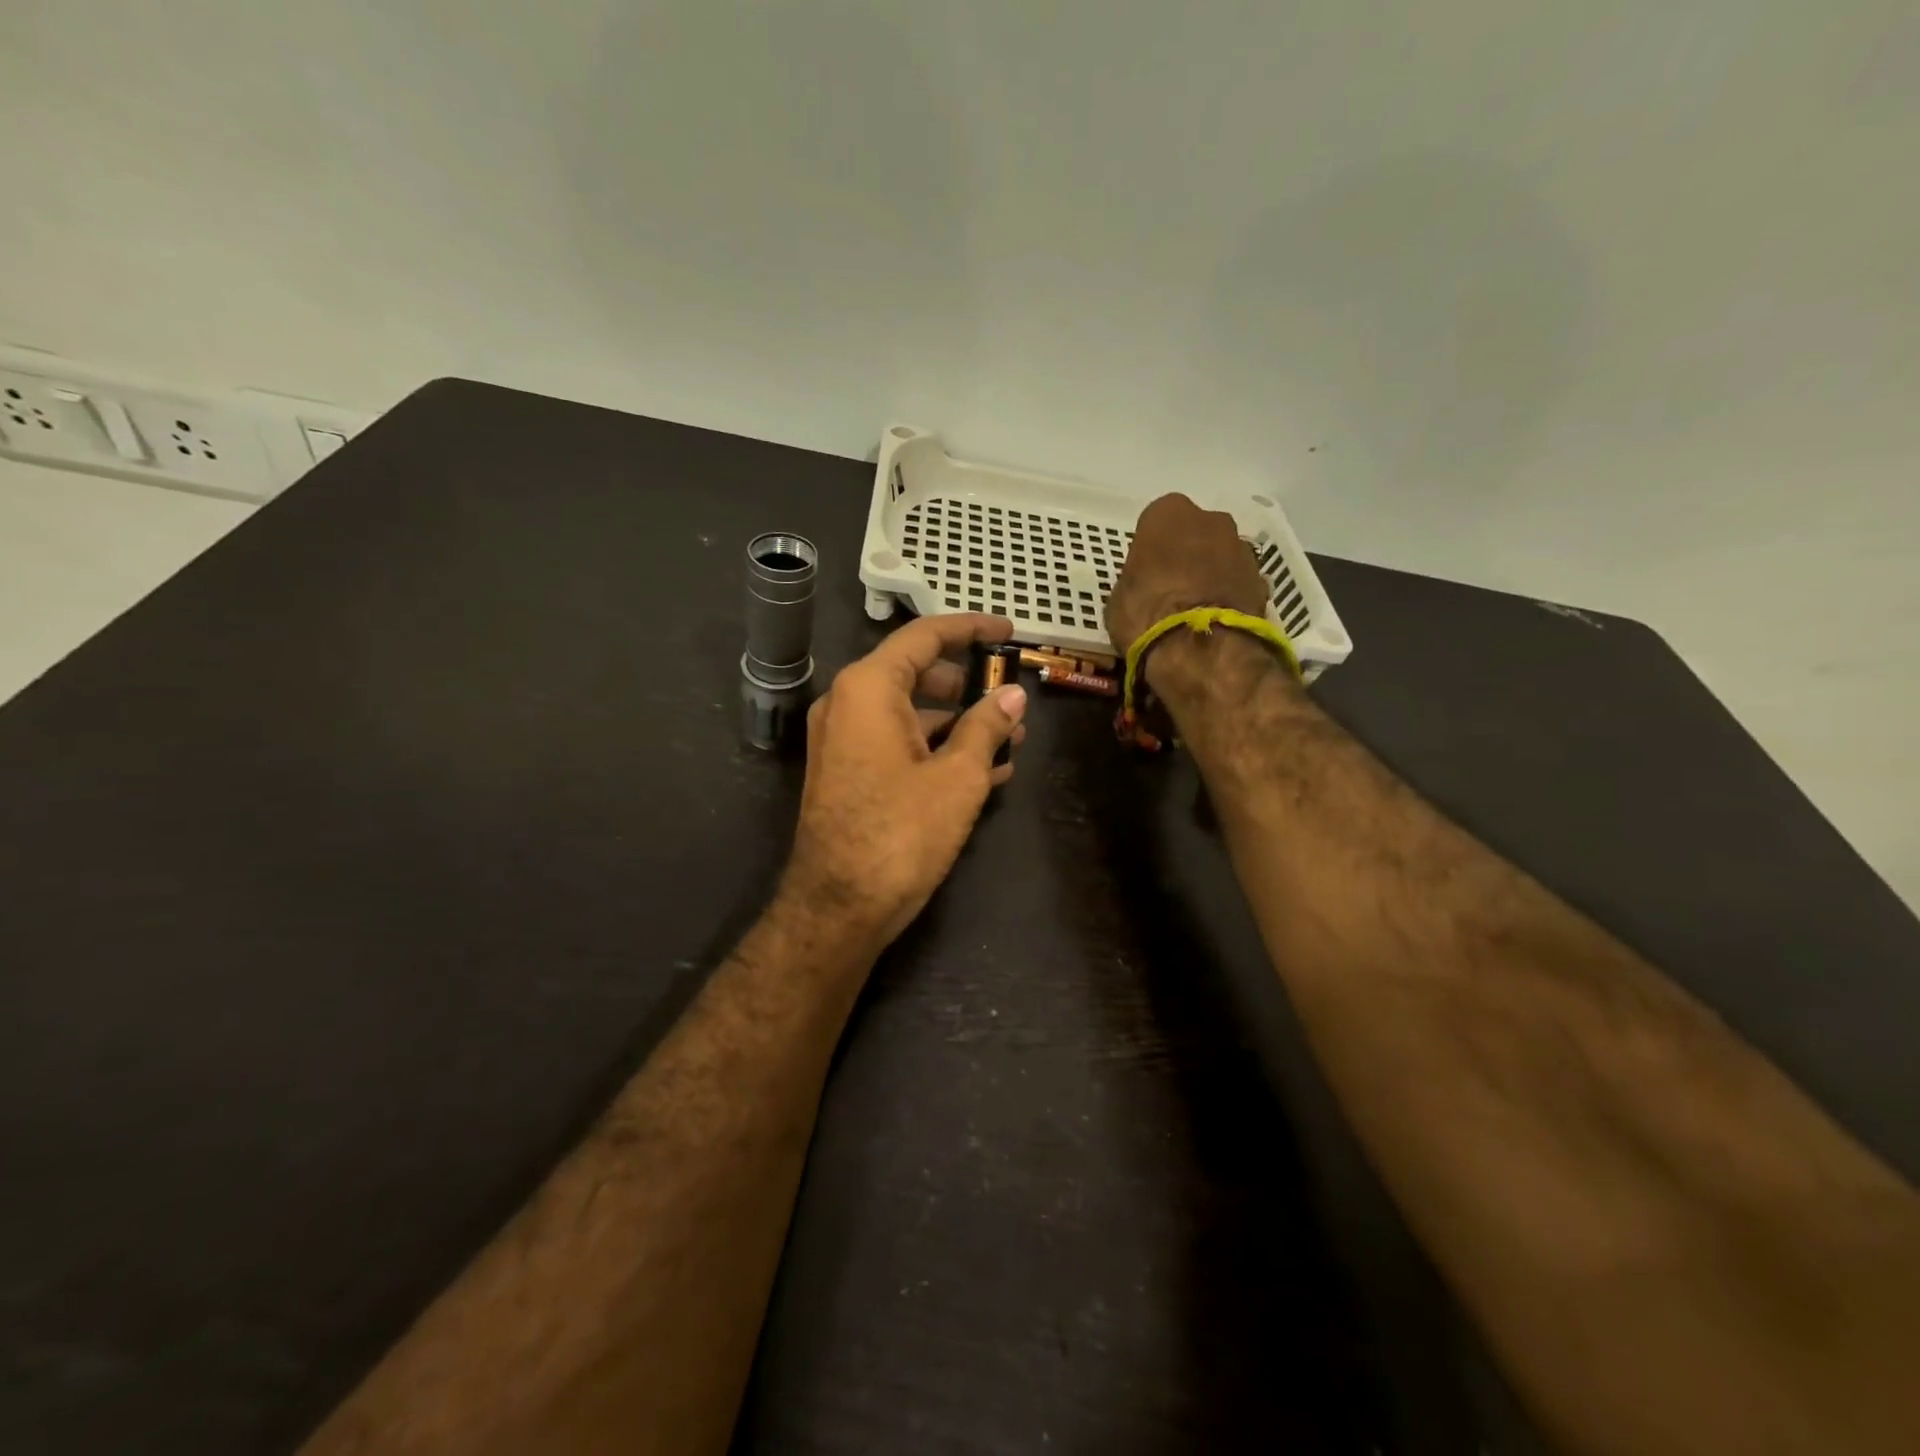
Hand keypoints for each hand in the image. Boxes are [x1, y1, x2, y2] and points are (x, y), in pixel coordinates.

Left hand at [781, 614, 1027, 954]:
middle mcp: (848, 703)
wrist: (838, 907)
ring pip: (910, 712)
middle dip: (969, 684)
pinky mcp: (847, 772)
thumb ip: (987, 727)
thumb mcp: (958, 777)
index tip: (1009, 632)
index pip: (925, 636)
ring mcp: (843, 739)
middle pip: (916, 673)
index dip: (971, 629)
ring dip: (959, 722)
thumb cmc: (901, 833)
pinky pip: (897, 742)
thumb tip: (1013, 695)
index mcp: (869, 687)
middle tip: (1011, 696)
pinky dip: (936, 747)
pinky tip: (984, 770)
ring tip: (1011, 740)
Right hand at [1105, 493, 1270, 654]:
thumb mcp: (1119, 599)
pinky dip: (1229, 595)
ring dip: (1211, 573)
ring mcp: (1242, 548)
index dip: (1151, 549)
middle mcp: (1211, 519)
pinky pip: (1238, 582)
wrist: (1202, 648)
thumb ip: (1136, 581)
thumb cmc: (1146, 615)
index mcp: (1168, 514)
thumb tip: (1145, 589)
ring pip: (1221, 555)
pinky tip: (1216, 621)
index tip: (1145, 573)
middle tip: (1171, 587)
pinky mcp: (1262, 580)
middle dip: (1186, 554)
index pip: (1155, 523)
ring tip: (1195, 608)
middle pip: (1195, 533)